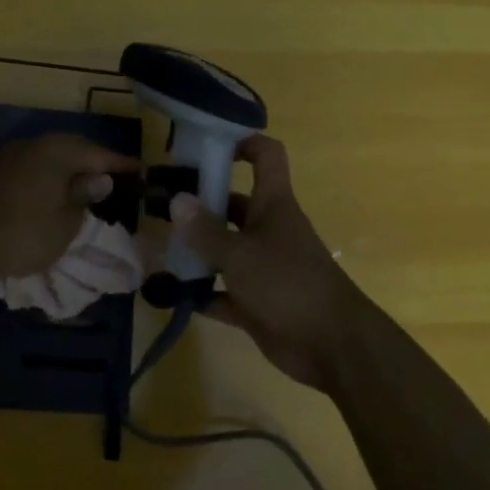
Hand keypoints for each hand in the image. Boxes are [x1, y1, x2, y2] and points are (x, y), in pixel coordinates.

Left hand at [0, 132, 139, 282]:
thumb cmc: (23, 233)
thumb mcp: (65, 223)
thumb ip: (83, 197)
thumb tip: (98, 179)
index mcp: (57, 150)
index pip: (98, 154)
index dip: (121, 164)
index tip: (141, 171)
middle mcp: (32, 145)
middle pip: (71, 149)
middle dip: (93, 162)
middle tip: (112, 176)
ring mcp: (7, 157)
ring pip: (47, 158)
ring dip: (66, 170)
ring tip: (82, 186)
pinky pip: (29, 170)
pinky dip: (45, 179)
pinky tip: (48, 195)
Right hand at [171, 135, 366, 393]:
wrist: (334, 347)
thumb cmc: (288, 284)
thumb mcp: (240, 254)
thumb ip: (206, 231)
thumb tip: (177, 199)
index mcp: (272, 204)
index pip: (265, 156)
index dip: (242, 142)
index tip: (206, 145)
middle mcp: (268, 228)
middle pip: (232, 204)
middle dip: (198, 205)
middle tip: (157, 206)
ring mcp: (263, 266)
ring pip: (224, 249)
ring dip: (195, 250)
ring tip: (156, 249)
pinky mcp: (258, 302)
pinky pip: (223, 291)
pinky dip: (201, 292)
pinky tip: (170, 294)